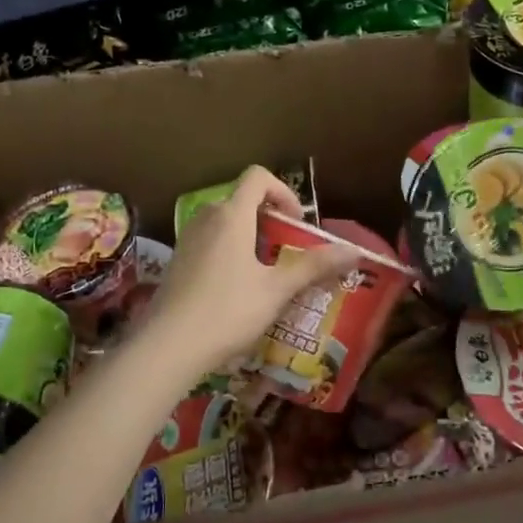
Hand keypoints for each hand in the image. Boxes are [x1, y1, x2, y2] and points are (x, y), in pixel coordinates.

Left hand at [139, 166, 357, 373]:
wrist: (168, 346)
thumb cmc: (228, 311)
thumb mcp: (276, 289)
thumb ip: (314, 266)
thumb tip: (354, 251)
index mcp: (232, 215)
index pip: (258, 176)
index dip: (283, 192)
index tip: (296, 224)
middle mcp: (207, 218)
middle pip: (242, 200)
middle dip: (269, 219)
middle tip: (287, 251)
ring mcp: (188, 239)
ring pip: (225, 222)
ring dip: (249, 236)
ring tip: (266, 272)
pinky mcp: (178, 261)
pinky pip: (210, 241)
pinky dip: (229, 251)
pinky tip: (237, 289)